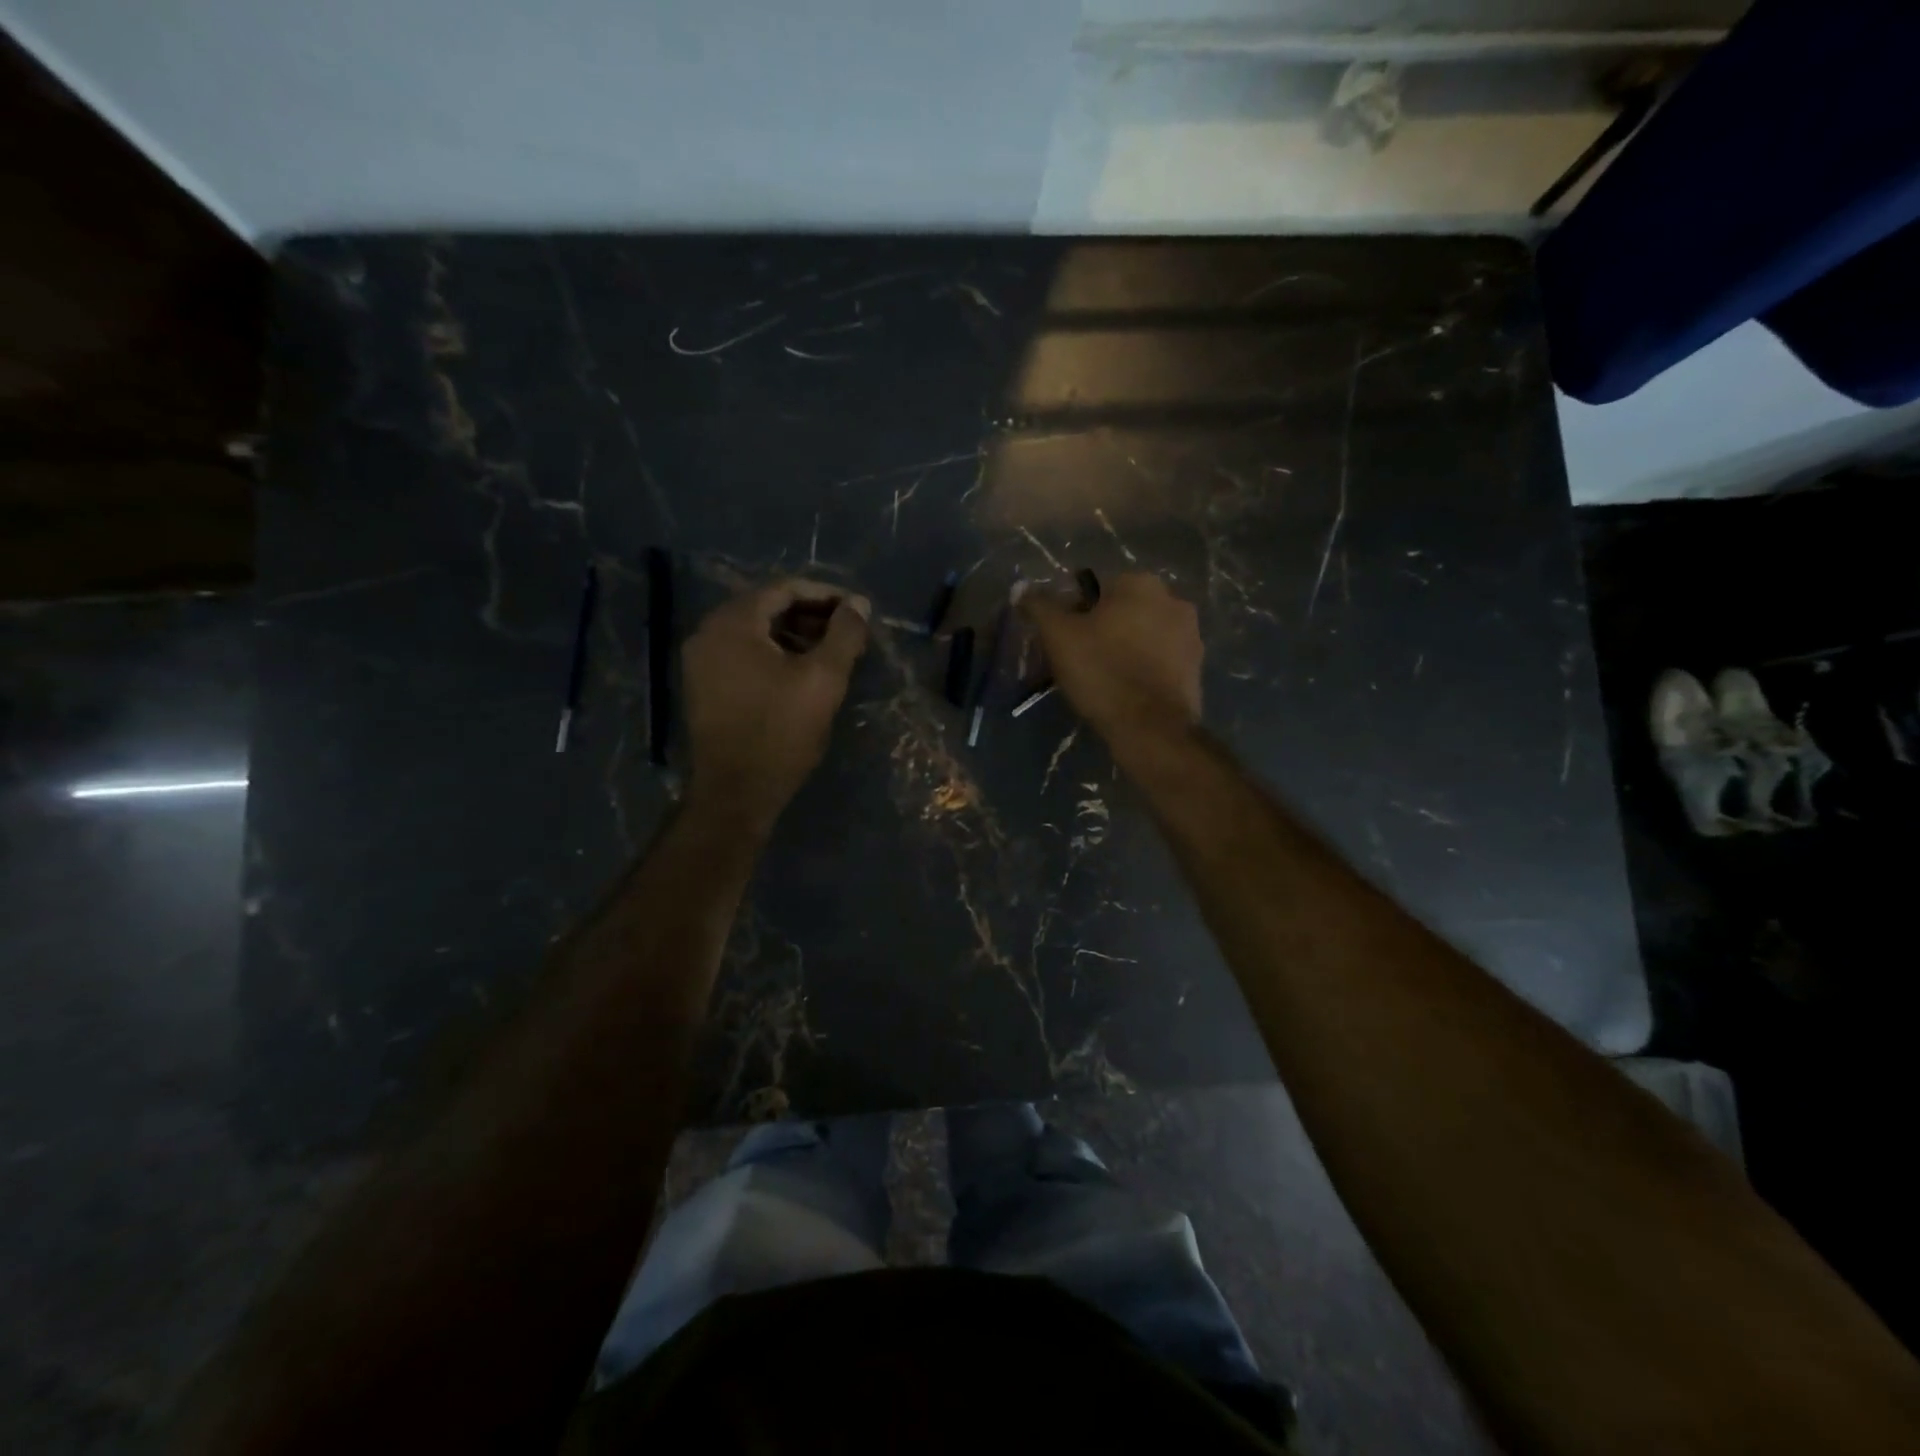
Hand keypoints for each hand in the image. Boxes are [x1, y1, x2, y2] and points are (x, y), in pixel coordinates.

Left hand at [683, 580, 869, 830]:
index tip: (858, 611)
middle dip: (812, 616)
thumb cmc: (780, 731)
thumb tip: (859, 603)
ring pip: (756, 633)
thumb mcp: (823, 679)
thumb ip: (844, 634)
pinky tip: (802, 674)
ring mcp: (701, 661)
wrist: (735, 792)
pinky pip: (743, 655)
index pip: (784, 589)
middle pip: (767, 608)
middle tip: (848, 634)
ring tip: (832, 655)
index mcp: (733, 623)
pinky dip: (774, 655)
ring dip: (795, 636)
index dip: (826, 595)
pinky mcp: (703, 687)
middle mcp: (708, 633)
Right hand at [1019, 572, 1201, 749]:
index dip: (1073, 613)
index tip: (1063, 641)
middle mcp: (1173, 599)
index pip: (1095, 587)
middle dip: (1102, 629)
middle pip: (1122, 609)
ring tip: (1102, 678)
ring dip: (1125, 647)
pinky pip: (1160, 658)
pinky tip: (1126, 690)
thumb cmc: (1102, 671)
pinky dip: (1143, 668)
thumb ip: (1039, 606)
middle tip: (1079, 660)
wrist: (1151, 727)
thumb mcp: (1058, 636)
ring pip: (1143, 634)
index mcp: (1140, 583)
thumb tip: (1020, 587)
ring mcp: (1191, 634)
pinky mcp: (1197, 666)